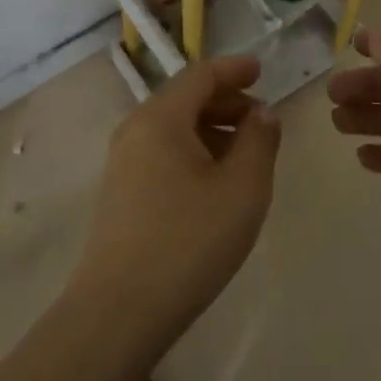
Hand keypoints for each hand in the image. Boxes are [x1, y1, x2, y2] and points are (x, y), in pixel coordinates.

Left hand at [71, 56, 279, 354]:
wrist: (119, 311)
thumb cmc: (189, 241)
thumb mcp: (242, 189)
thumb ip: (259, 142)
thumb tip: (261, 114)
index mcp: (161, 117)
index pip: (200, 75)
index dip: (233, 70)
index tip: (261, 71)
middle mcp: (135, 129)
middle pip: (185, 98)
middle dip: (226, 101)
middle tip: (261, 119)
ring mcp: (123, 161)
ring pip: (173, 127)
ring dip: (211, 128)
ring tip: (245, 152)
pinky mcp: (120, 191)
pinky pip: (162, 152)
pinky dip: (193, 151)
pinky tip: (215, 181)